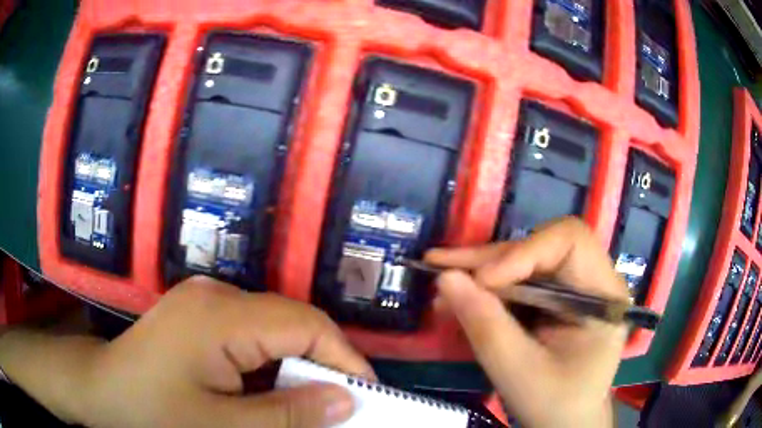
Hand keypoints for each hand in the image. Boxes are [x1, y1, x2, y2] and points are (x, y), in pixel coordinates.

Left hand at [74, 276, 373, 427]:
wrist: (103, 390)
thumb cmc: (153, 412)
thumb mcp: (223, 425)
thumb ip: (287, 414)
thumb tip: (346, 400)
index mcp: (220, 315)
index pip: (304, 324)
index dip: (343, 358)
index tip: (366, 395)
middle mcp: (217, 295)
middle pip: (290, 323)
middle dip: (321, 365)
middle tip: (338, 406)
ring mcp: (206, 301)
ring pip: (273, 329)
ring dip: (295, 366)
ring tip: (305, 403)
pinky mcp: (200, 314)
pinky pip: (251, 334)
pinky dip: (270, 364)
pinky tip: (266, 390)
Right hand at [426, 218, 627, 427]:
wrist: (565, 422)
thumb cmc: (556, 404)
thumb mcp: (520, 373)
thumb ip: (486, 327)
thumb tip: (445, 278)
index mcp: (604, 294)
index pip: (570, 242)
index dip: (524, 252)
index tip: (483, 280)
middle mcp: (592, 280)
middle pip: (542, 247)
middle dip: (490, 259)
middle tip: (439, 264)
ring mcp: (573, 288)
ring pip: (525, 261)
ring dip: (481, 271)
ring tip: (441, 279)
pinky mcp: (554, 299)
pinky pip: (518, 281)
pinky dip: (486, 289)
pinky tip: (458, 297)